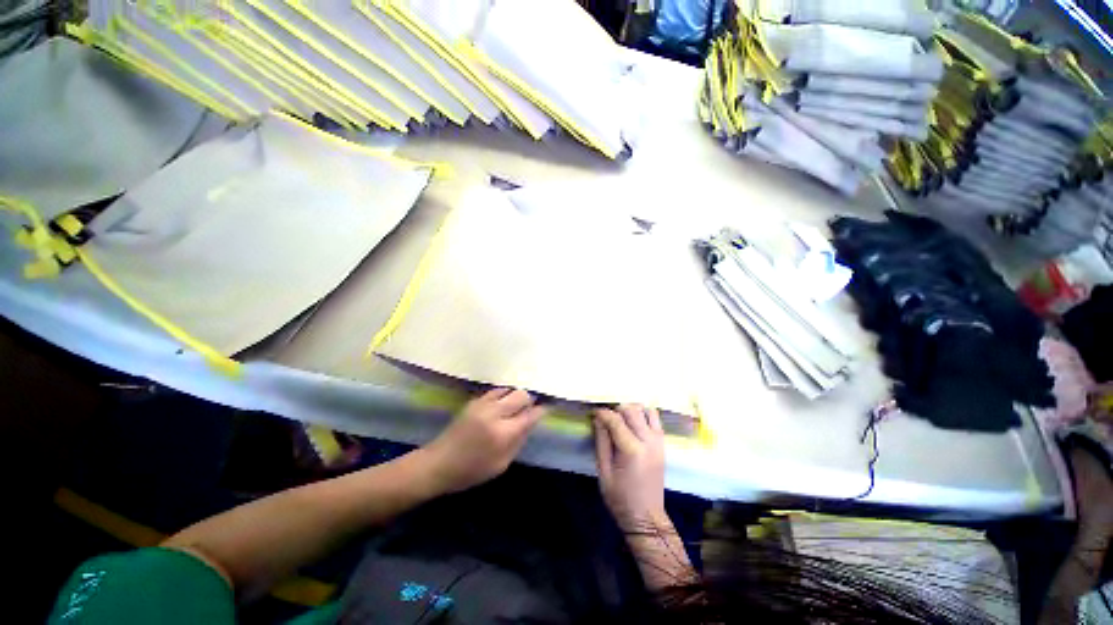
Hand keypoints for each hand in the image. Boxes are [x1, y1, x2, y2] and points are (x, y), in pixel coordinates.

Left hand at [423, 388, 545, 493]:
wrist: (438, 464)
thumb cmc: (471, 471)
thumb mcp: (501, 464)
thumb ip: (519, 441)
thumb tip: (531, 423)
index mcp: (502, 433)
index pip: (529, 415)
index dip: (541, 411)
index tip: (546, 409)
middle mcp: (494, 414)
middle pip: (521, 395)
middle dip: (529, 400)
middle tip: (529, 409)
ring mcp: (483, 405)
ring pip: (509, 389)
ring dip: (516, 396)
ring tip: (516, 406)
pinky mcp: (474, 401)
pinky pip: (495, 391)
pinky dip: (503, 395)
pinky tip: (502, 404)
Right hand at [593, 404, 666, 530]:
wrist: (647, 518)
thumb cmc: (621, 498)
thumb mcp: (604, 471)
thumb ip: (602, 442)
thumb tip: (598, 419)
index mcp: (632, 450)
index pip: (616, 420)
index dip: (603, 413)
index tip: (593, 412)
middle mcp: (648, 441)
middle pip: (632, 411)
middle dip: (616, 409)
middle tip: (606, 418)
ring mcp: (658, 442)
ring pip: (646, 411)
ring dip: (632, 410)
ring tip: (621, 419)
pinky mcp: (663, 444)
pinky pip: (655, 419)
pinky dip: (644, 415)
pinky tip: (634, 423)